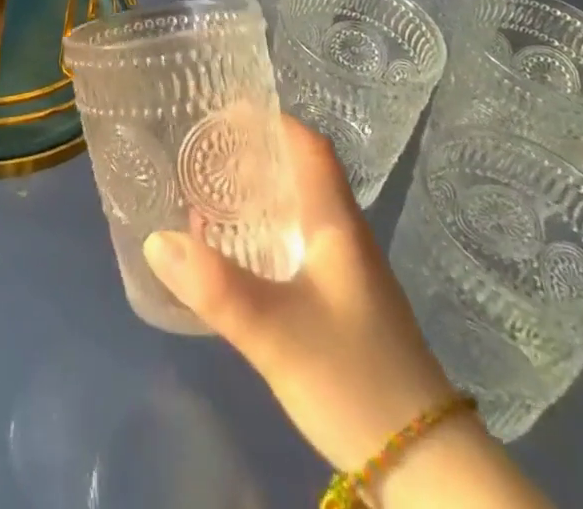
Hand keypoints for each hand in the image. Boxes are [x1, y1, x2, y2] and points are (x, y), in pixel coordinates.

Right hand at [142, 117, 456, 471]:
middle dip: (254, 157)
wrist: (427, 472)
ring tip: (208, 198)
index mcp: (337, 224)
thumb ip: (215, 287)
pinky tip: (238, 259)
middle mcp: (345, 238)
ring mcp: (348, 276)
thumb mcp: (275, 331)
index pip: (310, 148)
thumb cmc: (354, 380)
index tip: (226, 111)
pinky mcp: (344, 309)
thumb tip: (155, 238)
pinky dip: (265, 238)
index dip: (272, 121)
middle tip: (202, 153)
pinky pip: (298, 250)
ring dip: (258, 199)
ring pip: (299, 214)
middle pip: (301, 175)